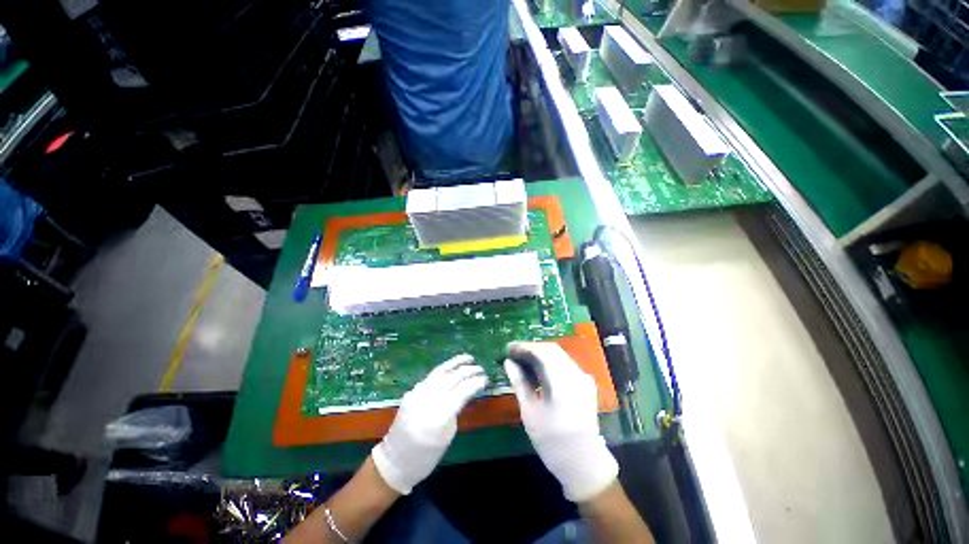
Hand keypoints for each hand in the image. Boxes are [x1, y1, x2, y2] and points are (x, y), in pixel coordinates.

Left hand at [372, 355, 488, 494]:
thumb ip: (456, 410)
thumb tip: (464, 391)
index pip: (462, 391)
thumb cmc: (426, 456)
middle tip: (481, 369)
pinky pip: (430, 377)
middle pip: (452, 378)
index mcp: (440, 416)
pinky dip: (444, 370)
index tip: (486, 379)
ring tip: (468, 358)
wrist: (394, 461)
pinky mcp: (411, 392)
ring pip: (440, 372)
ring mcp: (417, 394)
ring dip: (456, 363)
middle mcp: (428, 400)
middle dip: (469, 371)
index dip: (476, 382)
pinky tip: (451, 369)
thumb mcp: (447, 435)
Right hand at [504, 342, 617, 502]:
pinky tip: (538, 372)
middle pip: (551, 350)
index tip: (508, 348)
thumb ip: (520, 383)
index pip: (542, 351)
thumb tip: (508, 362)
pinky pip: (565, 364)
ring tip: (522, 361)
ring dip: (540, 355)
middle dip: (531, 348)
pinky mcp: (585, 384)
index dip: (524, 346)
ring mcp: (583, 378)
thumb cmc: (553, 441)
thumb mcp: (530, 412)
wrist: (584, 463)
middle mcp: (576, 374)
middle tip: (513, 354)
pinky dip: (549, 363)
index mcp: (563, 381)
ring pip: (559, 355)